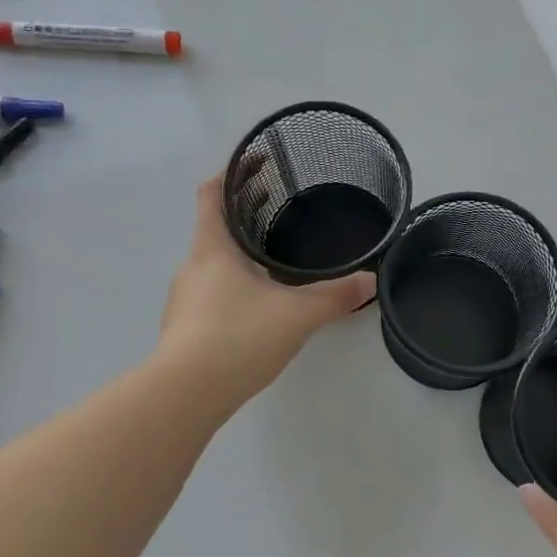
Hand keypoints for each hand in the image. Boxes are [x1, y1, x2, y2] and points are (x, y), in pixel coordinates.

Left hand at [157, 171, 375, 409]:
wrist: (186, 394)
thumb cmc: (238, 337)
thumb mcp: (297, 314)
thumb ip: (335, 296)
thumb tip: (371, 280)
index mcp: (212, 249)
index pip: (212, 195)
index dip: (230, 173)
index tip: (254, 162)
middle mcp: (193, 267)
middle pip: (215, 228)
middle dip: (245, 214)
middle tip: (281, 206)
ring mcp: (184, 300)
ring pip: (214, 264)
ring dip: (239, 254)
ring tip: (275, 258)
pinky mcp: (186, 328)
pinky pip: (212, 294)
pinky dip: (234, 286)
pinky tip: (259, 306)